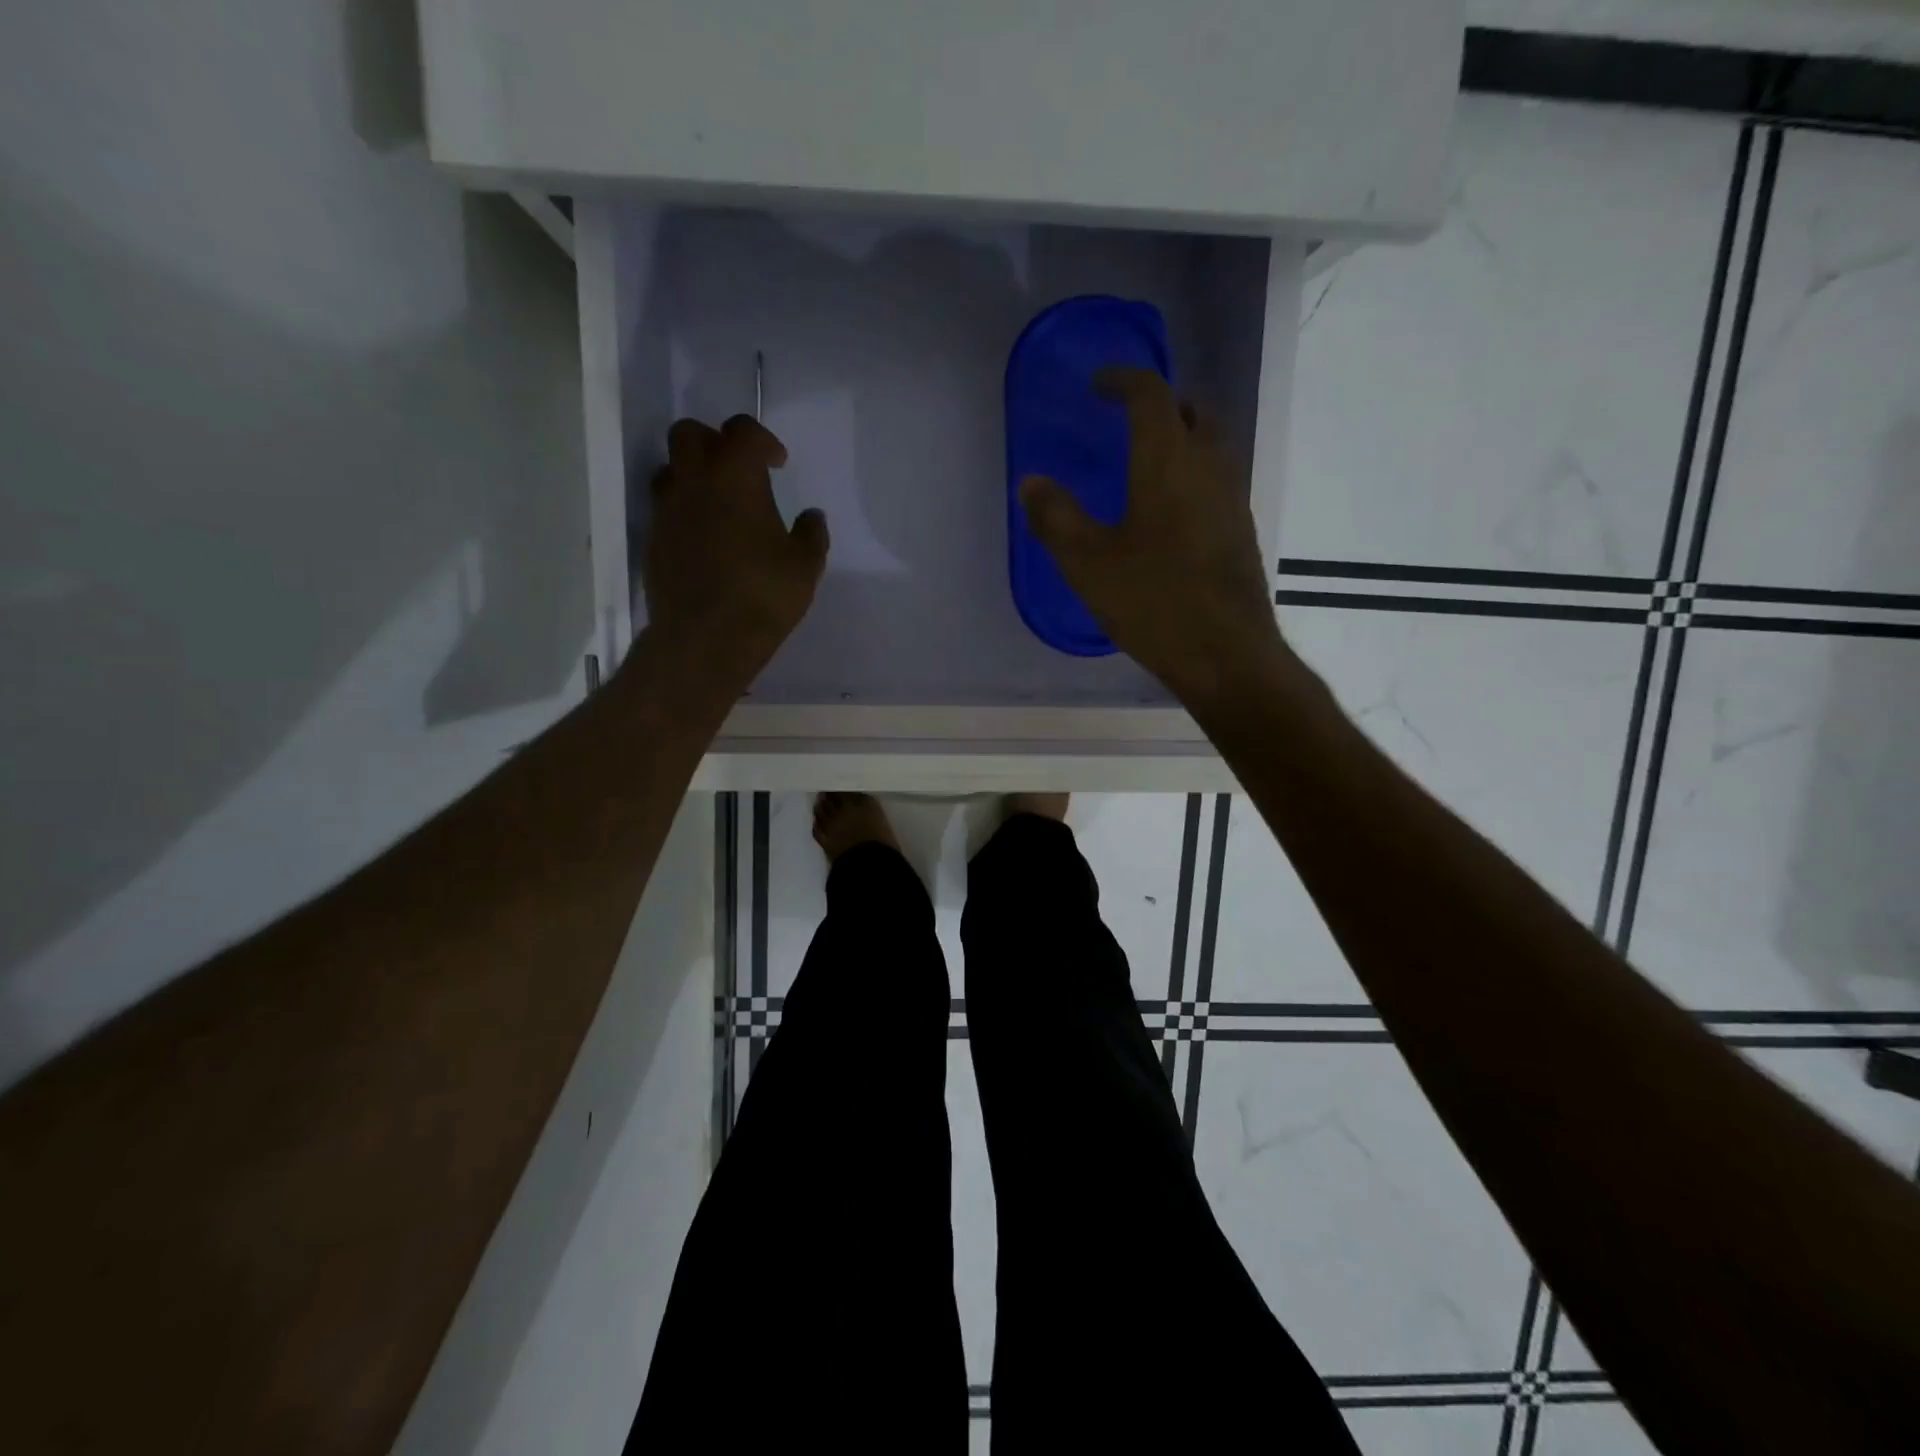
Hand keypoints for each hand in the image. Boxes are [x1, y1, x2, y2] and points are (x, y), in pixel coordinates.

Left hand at [643, 415, 829, 694]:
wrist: (705, 638)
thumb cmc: (763, 594)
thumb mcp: (805, 566)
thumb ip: (811, 534)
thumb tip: (812, 517)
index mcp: (735, 477)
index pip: (742, 431)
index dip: (763, 440)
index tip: (778, 464)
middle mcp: (693, 483)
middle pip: (689, 433)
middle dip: (715, 442)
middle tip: (738, 471)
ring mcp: (666, 512)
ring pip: (669, 469)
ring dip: (692, 475)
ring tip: (717, 504)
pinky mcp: (652, 542)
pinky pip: (664, 510)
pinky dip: (683, 513)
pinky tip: (705, 542)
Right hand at [1019, 370, 1289, 710]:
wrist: (1226, 653)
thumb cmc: (1153, 602)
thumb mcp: (1088, 564)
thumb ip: (1056, 518)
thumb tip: (1031, 482)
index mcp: (1168, 460)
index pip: (1151, 394)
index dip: (1124, 381)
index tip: (1099, 385)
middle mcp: (1209, 466)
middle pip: (1192, 411)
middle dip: (1160, 404)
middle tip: (1127, 418)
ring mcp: (1232, 497)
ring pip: (1212, 444)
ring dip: (1181, 437)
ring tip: (1146, 461)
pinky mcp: (1241, 529)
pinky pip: (1217, 478)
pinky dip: (1192, 471)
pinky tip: (1169, 510)